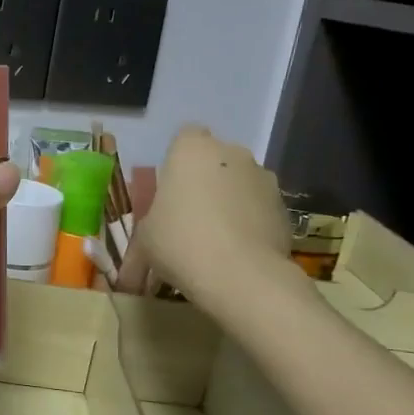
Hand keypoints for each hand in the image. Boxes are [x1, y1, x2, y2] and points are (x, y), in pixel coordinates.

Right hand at [121, 125, 289, 304]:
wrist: (241, 275)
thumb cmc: (180, 242)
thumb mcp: (145, 241)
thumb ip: (143, 239)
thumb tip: (128, 277)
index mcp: (192, 150)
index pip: (185, 137)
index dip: (178, 161)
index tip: (171, 189)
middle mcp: (232, 153)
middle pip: (216, 160)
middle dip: (206, 182)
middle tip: (189, 217)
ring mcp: (264, 178)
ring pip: (241, 183)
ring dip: (230, 202)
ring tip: (217, 241)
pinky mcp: (285, 207)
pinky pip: (260, 209)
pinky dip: (251, 223)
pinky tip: (239, 253)